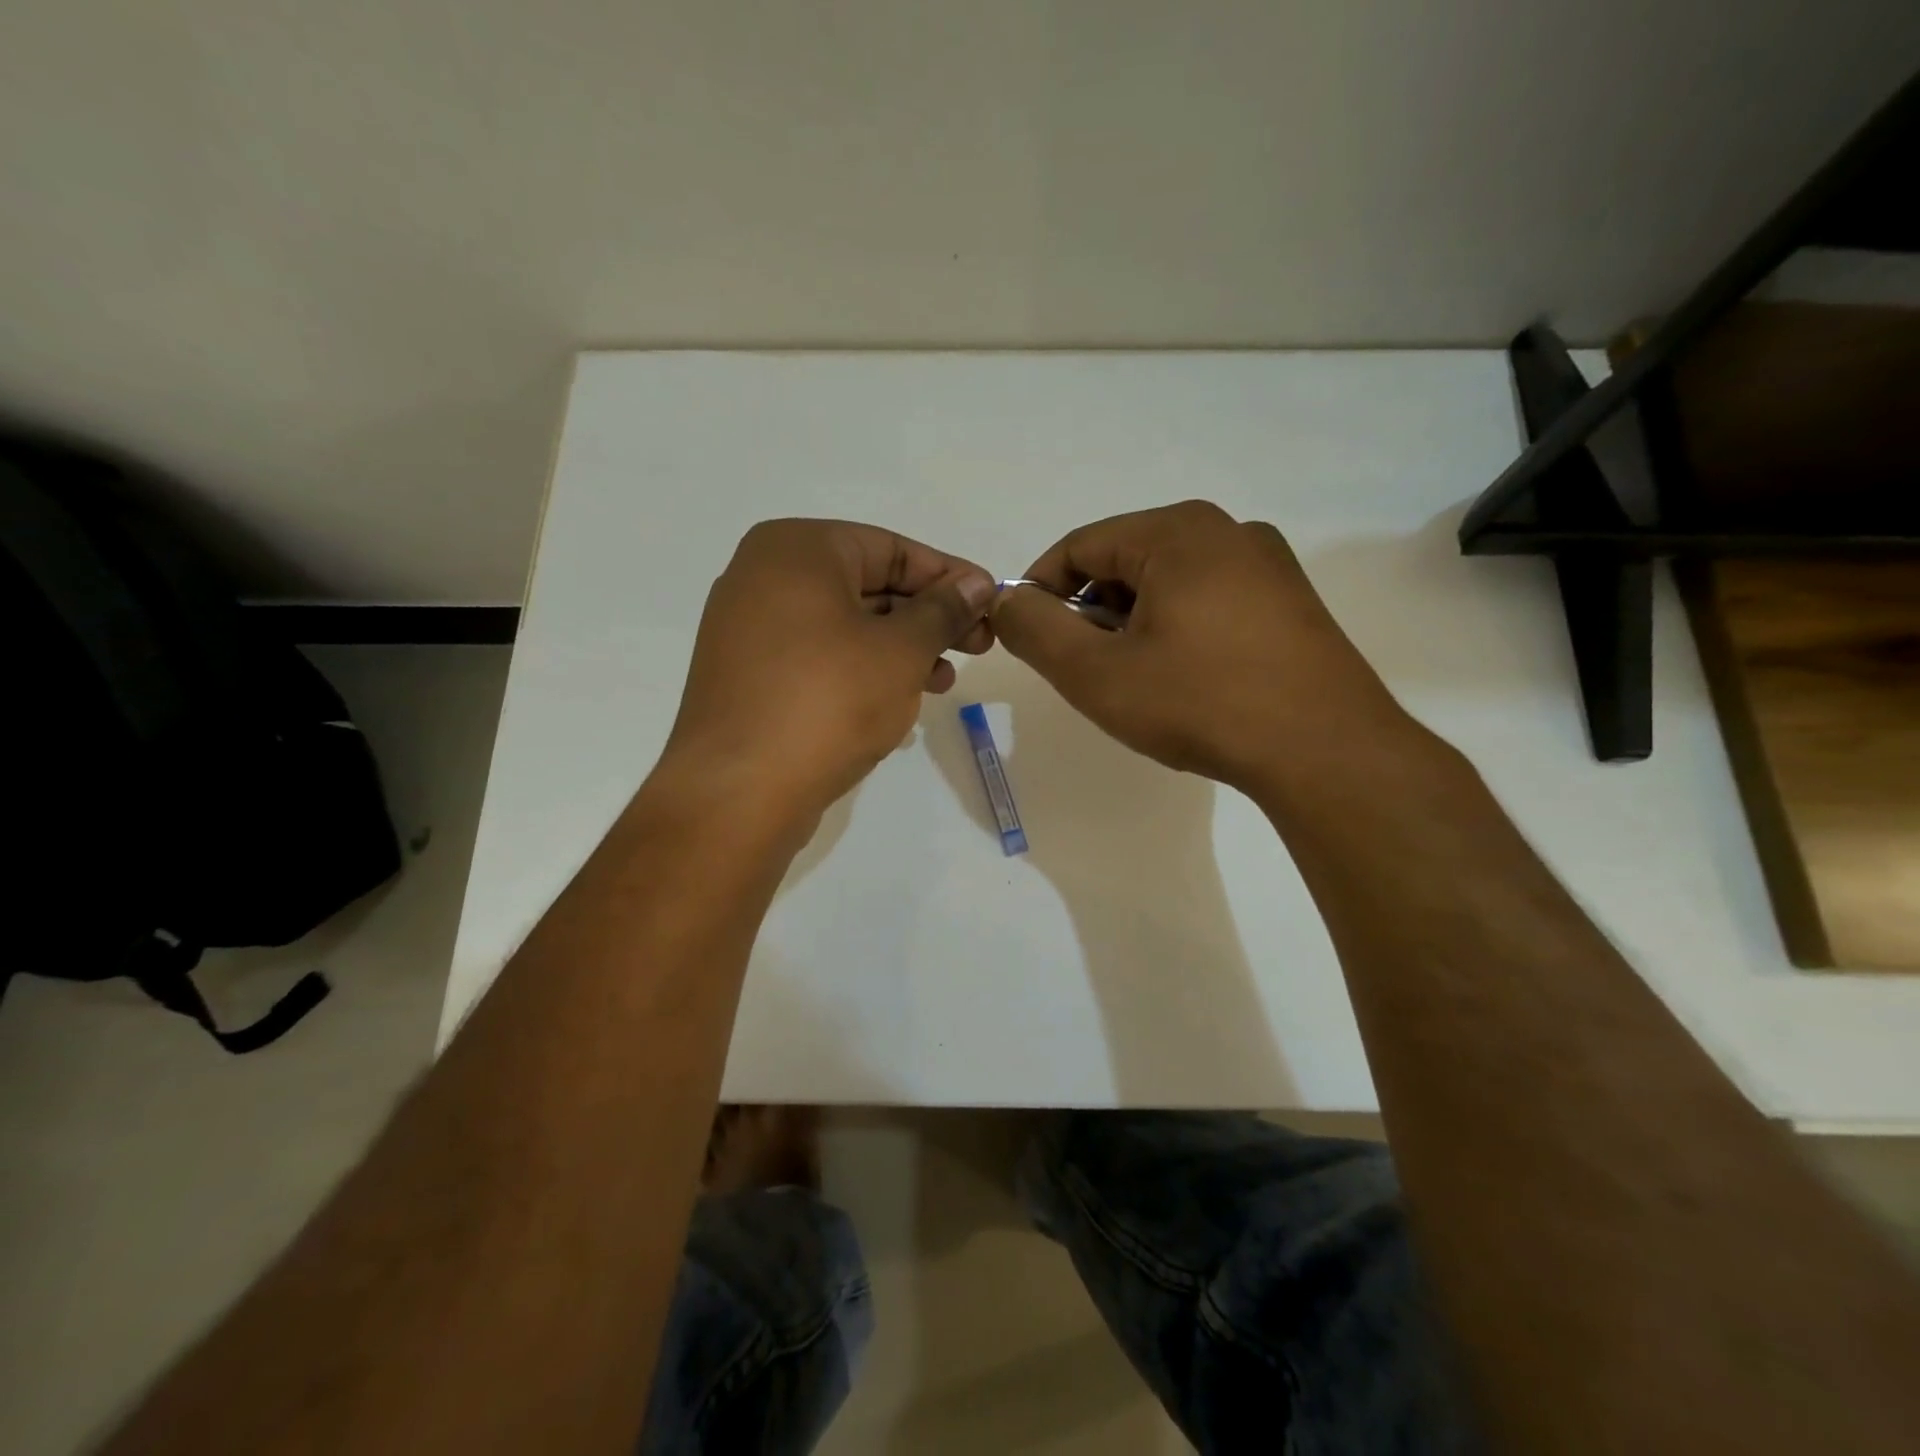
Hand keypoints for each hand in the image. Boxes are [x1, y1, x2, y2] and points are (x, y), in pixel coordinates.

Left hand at [662, 518, 995, 818]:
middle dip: (928, 618)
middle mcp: (764, 577)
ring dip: (901, 649)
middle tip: (978, 647)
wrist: (738, 793)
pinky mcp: (748, 676)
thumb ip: (943, 610)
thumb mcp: (901, 651)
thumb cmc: (828, 703)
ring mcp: (749, 629)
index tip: (992, 603)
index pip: (891, 548)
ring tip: (942, 681)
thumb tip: (977, 584)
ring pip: (846, 626)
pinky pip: (819, 658)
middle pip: (867, 586)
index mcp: (796, 549)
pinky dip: (862, 670)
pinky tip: (898, 699)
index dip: (949, 577)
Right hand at [990, 501, 1412, 794]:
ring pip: (1168, 582)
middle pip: (1125, 561)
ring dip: (1133, 624)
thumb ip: (1035, 630)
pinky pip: (1209, 600)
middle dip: (1090, 612)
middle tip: (1083, 669)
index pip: (1079, 546)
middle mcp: (1226, 530)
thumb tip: (1003, 600)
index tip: (1029, 638)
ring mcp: (1268, 564)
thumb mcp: (1096, 673)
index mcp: (1177, 531)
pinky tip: (1184, 680)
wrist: (1326, 752)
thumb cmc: (1200, 703)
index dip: (1040, 590)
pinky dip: (1177, 630)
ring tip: (1134, 681)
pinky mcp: (1291, 601)